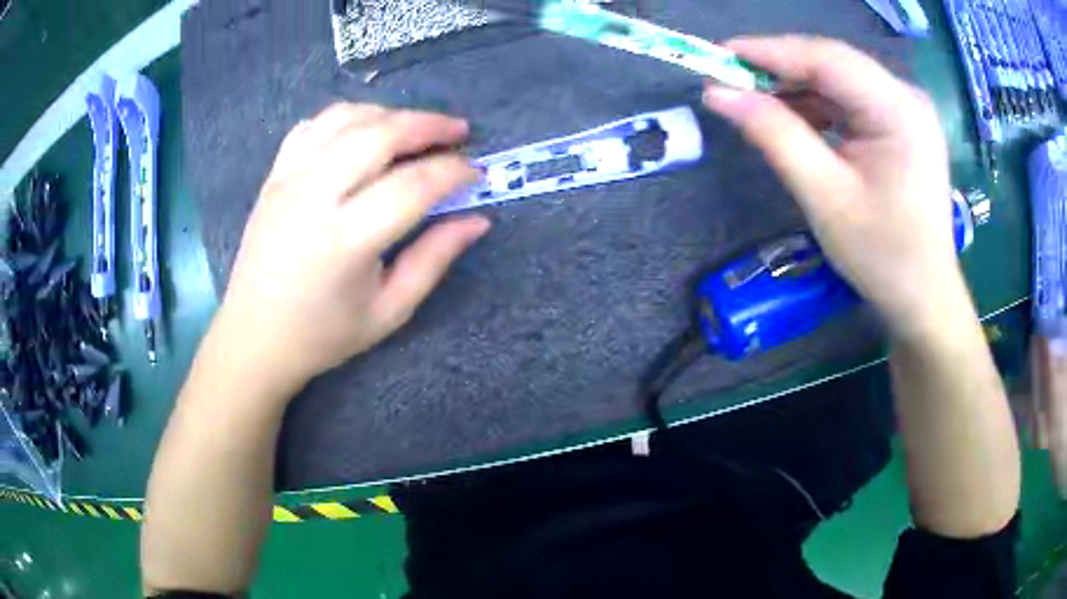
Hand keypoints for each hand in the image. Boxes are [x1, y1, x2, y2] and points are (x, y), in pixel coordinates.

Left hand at [216, 103, 489, 388]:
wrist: (254, 336)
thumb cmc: (323, 334)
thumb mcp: (389, 311)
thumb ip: (434, 259)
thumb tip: (477, 219)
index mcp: (345, 242)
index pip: (412, 186)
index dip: (452, 172)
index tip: (476, 173)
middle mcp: (314, 198)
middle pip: (379, 135)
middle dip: (428, 125)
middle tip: (458, 133)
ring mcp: (288, 180)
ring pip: (346, 119)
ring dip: (391, 114)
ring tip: (417, 128)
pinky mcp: (274, 175)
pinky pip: (314, 125)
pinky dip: (348, 117)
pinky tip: (366, 131)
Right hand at [703, 36, 963, 338]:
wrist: (924, 297)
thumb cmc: (882, 257)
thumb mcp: (825, 197)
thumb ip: (774, 136)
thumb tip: (718, 94)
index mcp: (899, 110)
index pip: (826, 58)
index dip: (769, 51)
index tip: (717, 56)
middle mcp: (906, 96)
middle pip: (832, 64)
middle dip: (779, 70)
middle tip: (730, 83)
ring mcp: (905, 109)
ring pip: (838, 79)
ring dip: (796, 89)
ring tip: (756, 106)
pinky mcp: (900, 123)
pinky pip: (850, 99)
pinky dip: (817, 106)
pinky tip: (794, 123)